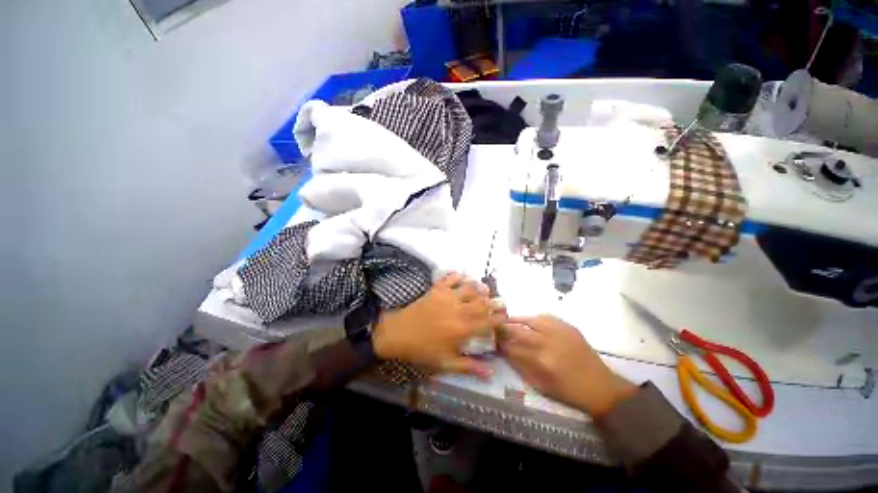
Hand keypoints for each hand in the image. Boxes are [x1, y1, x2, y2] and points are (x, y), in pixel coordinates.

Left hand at [372, 272, 505, 377]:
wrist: (399, 334)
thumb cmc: (423, 350)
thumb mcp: (445, 363)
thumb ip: (469, 366)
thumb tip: (490, 371)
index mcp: (463, 329)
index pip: (488, 322)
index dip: (499, 318)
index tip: (506, 316)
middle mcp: (459, 310)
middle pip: (482, 303)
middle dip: (494, 301)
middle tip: (500, 301)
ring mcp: (447, 297)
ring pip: (469, 288)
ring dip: (479, 287)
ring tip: (484, 289)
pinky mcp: (437, 290)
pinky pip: (450, 278)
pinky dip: (458, 275)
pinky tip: (462, 276)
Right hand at [498, 315, 636, 416]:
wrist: (601, 387)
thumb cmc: (569, 391)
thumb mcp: (541, 386)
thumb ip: (521, 367)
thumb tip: (505, 352)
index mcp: (541, 361)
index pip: (513, 348)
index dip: (500, 343)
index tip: (493, 340)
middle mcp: (548, 343)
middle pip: (519, 330)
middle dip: (504, 327)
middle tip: (496, 326)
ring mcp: (560, 332)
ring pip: (531, 319)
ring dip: (518, 319)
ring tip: (509, 320)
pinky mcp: (569, 327)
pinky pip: (547, 317)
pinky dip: (535, 317)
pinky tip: (530, 320)